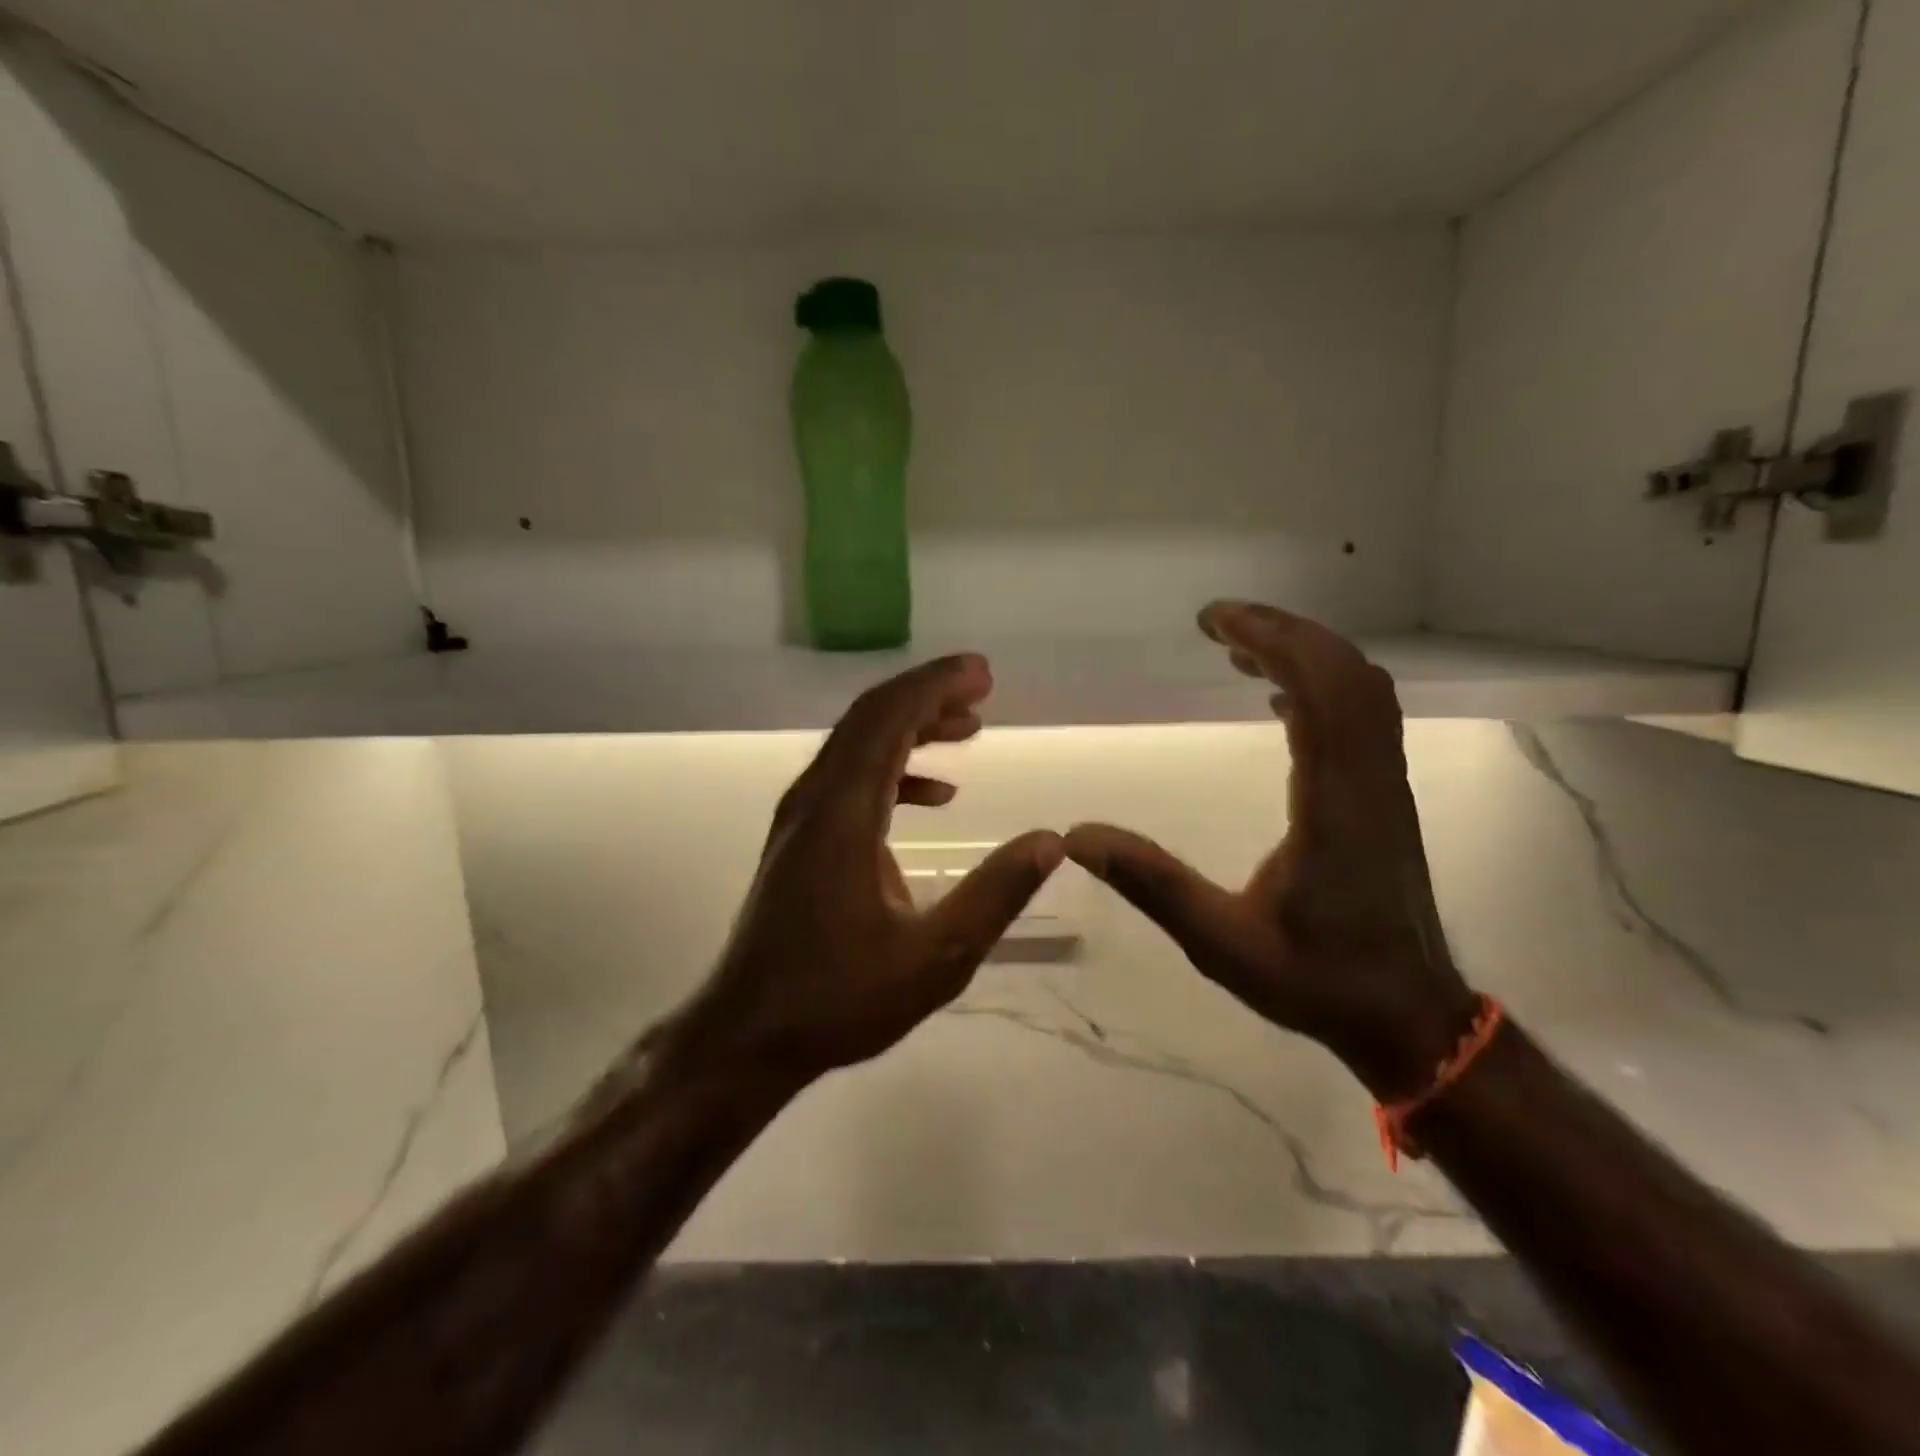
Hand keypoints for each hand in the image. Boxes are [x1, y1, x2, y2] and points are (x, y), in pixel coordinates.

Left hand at [669, 654, 1062, 1087]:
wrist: (749, 1034)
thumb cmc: (839, 999)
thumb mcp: (936, 958)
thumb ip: (996, 895)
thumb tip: (1050, 840)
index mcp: (843, 813)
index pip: (888, 719)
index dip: (936, 685)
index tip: (983, 673)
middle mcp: (815, 800)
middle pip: (870, 718)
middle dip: (927, 694)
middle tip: (982, 687)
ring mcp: (802, 818)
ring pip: (859, 745)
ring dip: (912, 728)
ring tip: (968, 728)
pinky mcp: (802, 839)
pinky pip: (851, 779)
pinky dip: (895, 769)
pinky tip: (937, 793)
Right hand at [1065, 601, 1476, 1097]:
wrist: (1408, 1016)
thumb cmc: (1316, 980)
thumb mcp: (1221, 942)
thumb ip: (1152, 885)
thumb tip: (1078, 836)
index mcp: (1335, 804)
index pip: (1320, 693)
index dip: (1272, 641)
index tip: (1214, 622)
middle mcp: (1370, 780)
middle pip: (1346, 673)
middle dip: (1282, 631)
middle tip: (1216, 621)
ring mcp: (1384, 785)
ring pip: (1361, 688)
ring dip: (1304, 652)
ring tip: (1240, 645)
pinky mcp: (1383, 796)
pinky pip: (1361, 715)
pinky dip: (1320, 684)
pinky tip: (1277, 695)